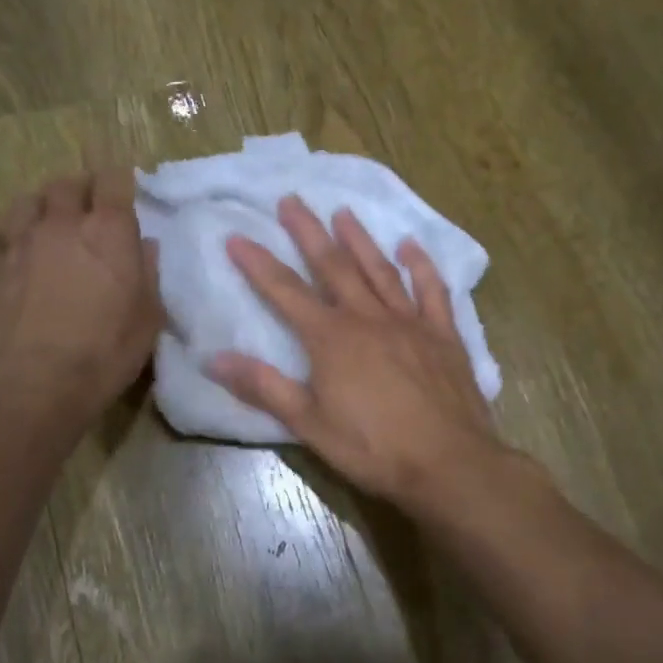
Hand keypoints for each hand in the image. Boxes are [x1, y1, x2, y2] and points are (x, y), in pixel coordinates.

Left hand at [0, 170, 162, 419]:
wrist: (29, 384)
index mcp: (107, 231)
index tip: (124, 189)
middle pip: (66, 185)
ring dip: (37, 207)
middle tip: (86, 208)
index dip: (120, 181)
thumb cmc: (103, 353)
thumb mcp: (147, 318)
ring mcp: (16, 243)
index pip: (114, 182)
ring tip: (44, 223)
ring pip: (23, 203)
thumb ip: (147, 274)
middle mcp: (60, 224)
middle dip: (78, 190)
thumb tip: (144, 246)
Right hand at [208, 197, 504, 513]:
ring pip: (380, 269)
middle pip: (333, 266)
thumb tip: (214, 358)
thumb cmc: (373, 449)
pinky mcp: (443, 334)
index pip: (285, 292)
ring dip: (359, 239)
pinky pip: (431, 290)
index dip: (258, 263)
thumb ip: (263, 387)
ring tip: (343, 211)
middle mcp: (368, 318)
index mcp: (331, 338)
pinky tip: (411, 246)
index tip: (236, 236)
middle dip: (308, 232)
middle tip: (292, 199)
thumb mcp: (309, 424)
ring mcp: (409, 322)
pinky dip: (421, 265)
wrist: (448, 463)